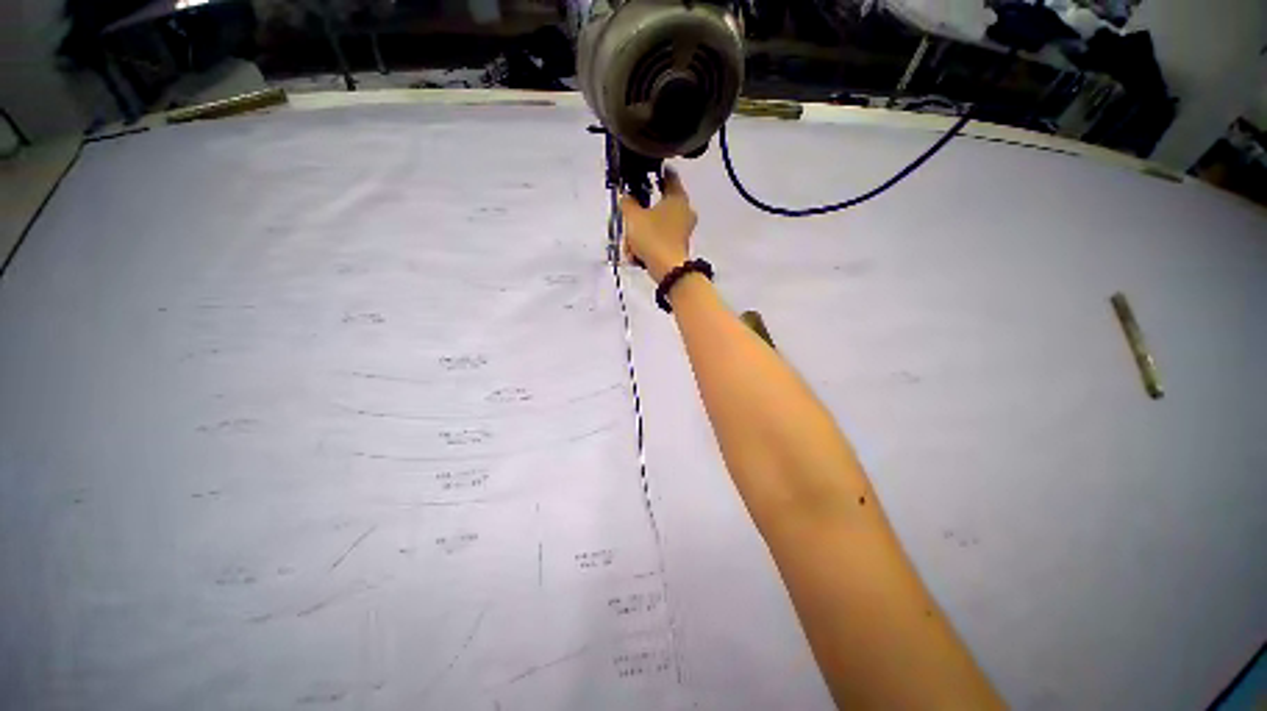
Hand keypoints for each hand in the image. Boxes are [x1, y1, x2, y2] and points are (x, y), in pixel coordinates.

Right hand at [620, 167, 697, 283]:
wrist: (668, 270)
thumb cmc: (653, 238)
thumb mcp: (633, 217)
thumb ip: (627, 203)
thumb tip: (626, 197)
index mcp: (678, 198)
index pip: (669, 176)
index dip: (656, 173)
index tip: (644, 174)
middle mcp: (685, 211)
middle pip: (659, 204)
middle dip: (641, 213)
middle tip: (629, 219)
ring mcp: (683, 230)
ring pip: (657, 224)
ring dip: (641, 233)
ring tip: (630, 244)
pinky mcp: (679, 246)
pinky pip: (660, 239)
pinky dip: (648, 244)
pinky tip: (637, 254)